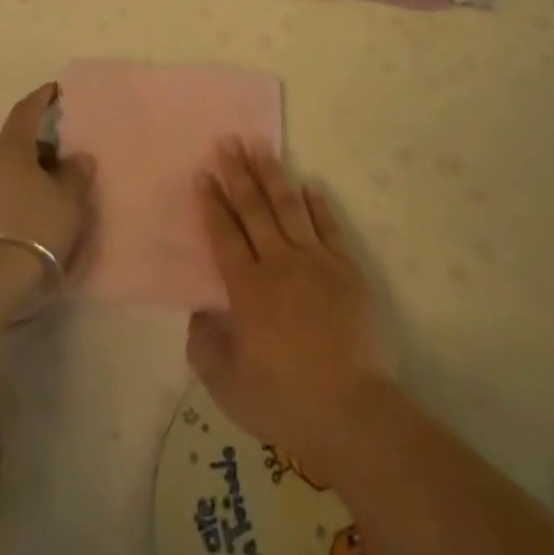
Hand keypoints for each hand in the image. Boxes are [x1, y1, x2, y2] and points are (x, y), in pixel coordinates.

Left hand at [0, 82, 94, 268]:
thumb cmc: (33, 227)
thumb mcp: (68, 200)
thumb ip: (76, 174)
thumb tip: (78, 158)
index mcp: (8, 147)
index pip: (26, 110)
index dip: (42, 98)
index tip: (55, 90)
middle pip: (14, 145)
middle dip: (38, 150)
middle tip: (62, 164)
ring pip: (1, 173)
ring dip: (23, 178)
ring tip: (47, 199)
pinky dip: (10, 201)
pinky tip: (26, 223)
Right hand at [189, 140, 393, 485]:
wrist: (353, 413)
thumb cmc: (285, 401)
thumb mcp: (227, 386)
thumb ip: (204, 346)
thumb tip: (199, 311)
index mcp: (247, 288)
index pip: (223, 234)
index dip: (211, 203)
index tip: (202, 173)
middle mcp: (278, 264)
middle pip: (254, 209)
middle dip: (238, 173)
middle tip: (228, 141)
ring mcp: (316, 263)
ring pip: (289, 208)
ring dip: (273, 175)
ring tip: (261, 146)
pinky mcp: (347, 271)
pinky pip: (329, 228)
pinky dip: (319, 205)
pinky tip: (310, 186)